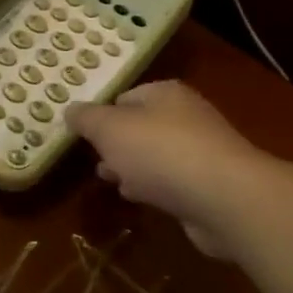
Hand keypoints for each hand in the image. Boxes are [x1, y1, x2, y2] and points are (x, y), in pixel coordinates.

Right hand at [66, 81, 273, 257]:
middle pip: (141, 127)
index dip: (102, 115)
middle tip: (94, 162)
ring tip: (109, 182)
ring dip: (132, 168)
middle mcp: (186, 116)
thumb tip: (70, 109)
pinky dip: (153, 187)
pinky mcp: (207, 184)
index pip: (126, 97)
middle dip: (116, 145)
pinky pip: (171, 181)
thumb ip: (87, 119)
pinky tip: (138, 199)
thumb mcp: (110, 130)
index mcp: (165, 94)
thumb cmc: (160, 152)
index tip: (83, 137)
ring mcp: (200, 151)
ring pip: (155, 156)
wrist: (222, 197)